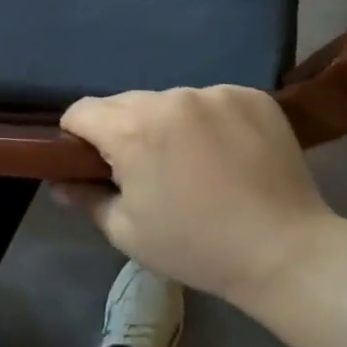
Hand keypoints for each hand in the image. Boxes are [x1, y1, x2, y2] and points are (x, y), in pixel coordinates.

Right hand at [59, 87, 338, 308]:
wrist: (286, 253)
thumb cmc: (196, 247)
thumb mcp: (127, 232)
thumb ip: (86, 198)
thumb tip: (60, 182)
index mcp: (132, 130)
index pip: (81, 111)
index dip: (76, 135)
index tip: (89, 160)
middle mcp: (170, 99)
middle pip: (125, 103)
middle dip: (122, 130)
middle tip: (143, 168)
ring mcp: (214, 93)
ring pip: (169, 101)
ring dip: (167, 123)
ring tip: (191, 162)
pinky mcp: (251, 96)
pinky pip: (211, 100)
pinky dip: (208, 121)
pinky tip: (226, 153)